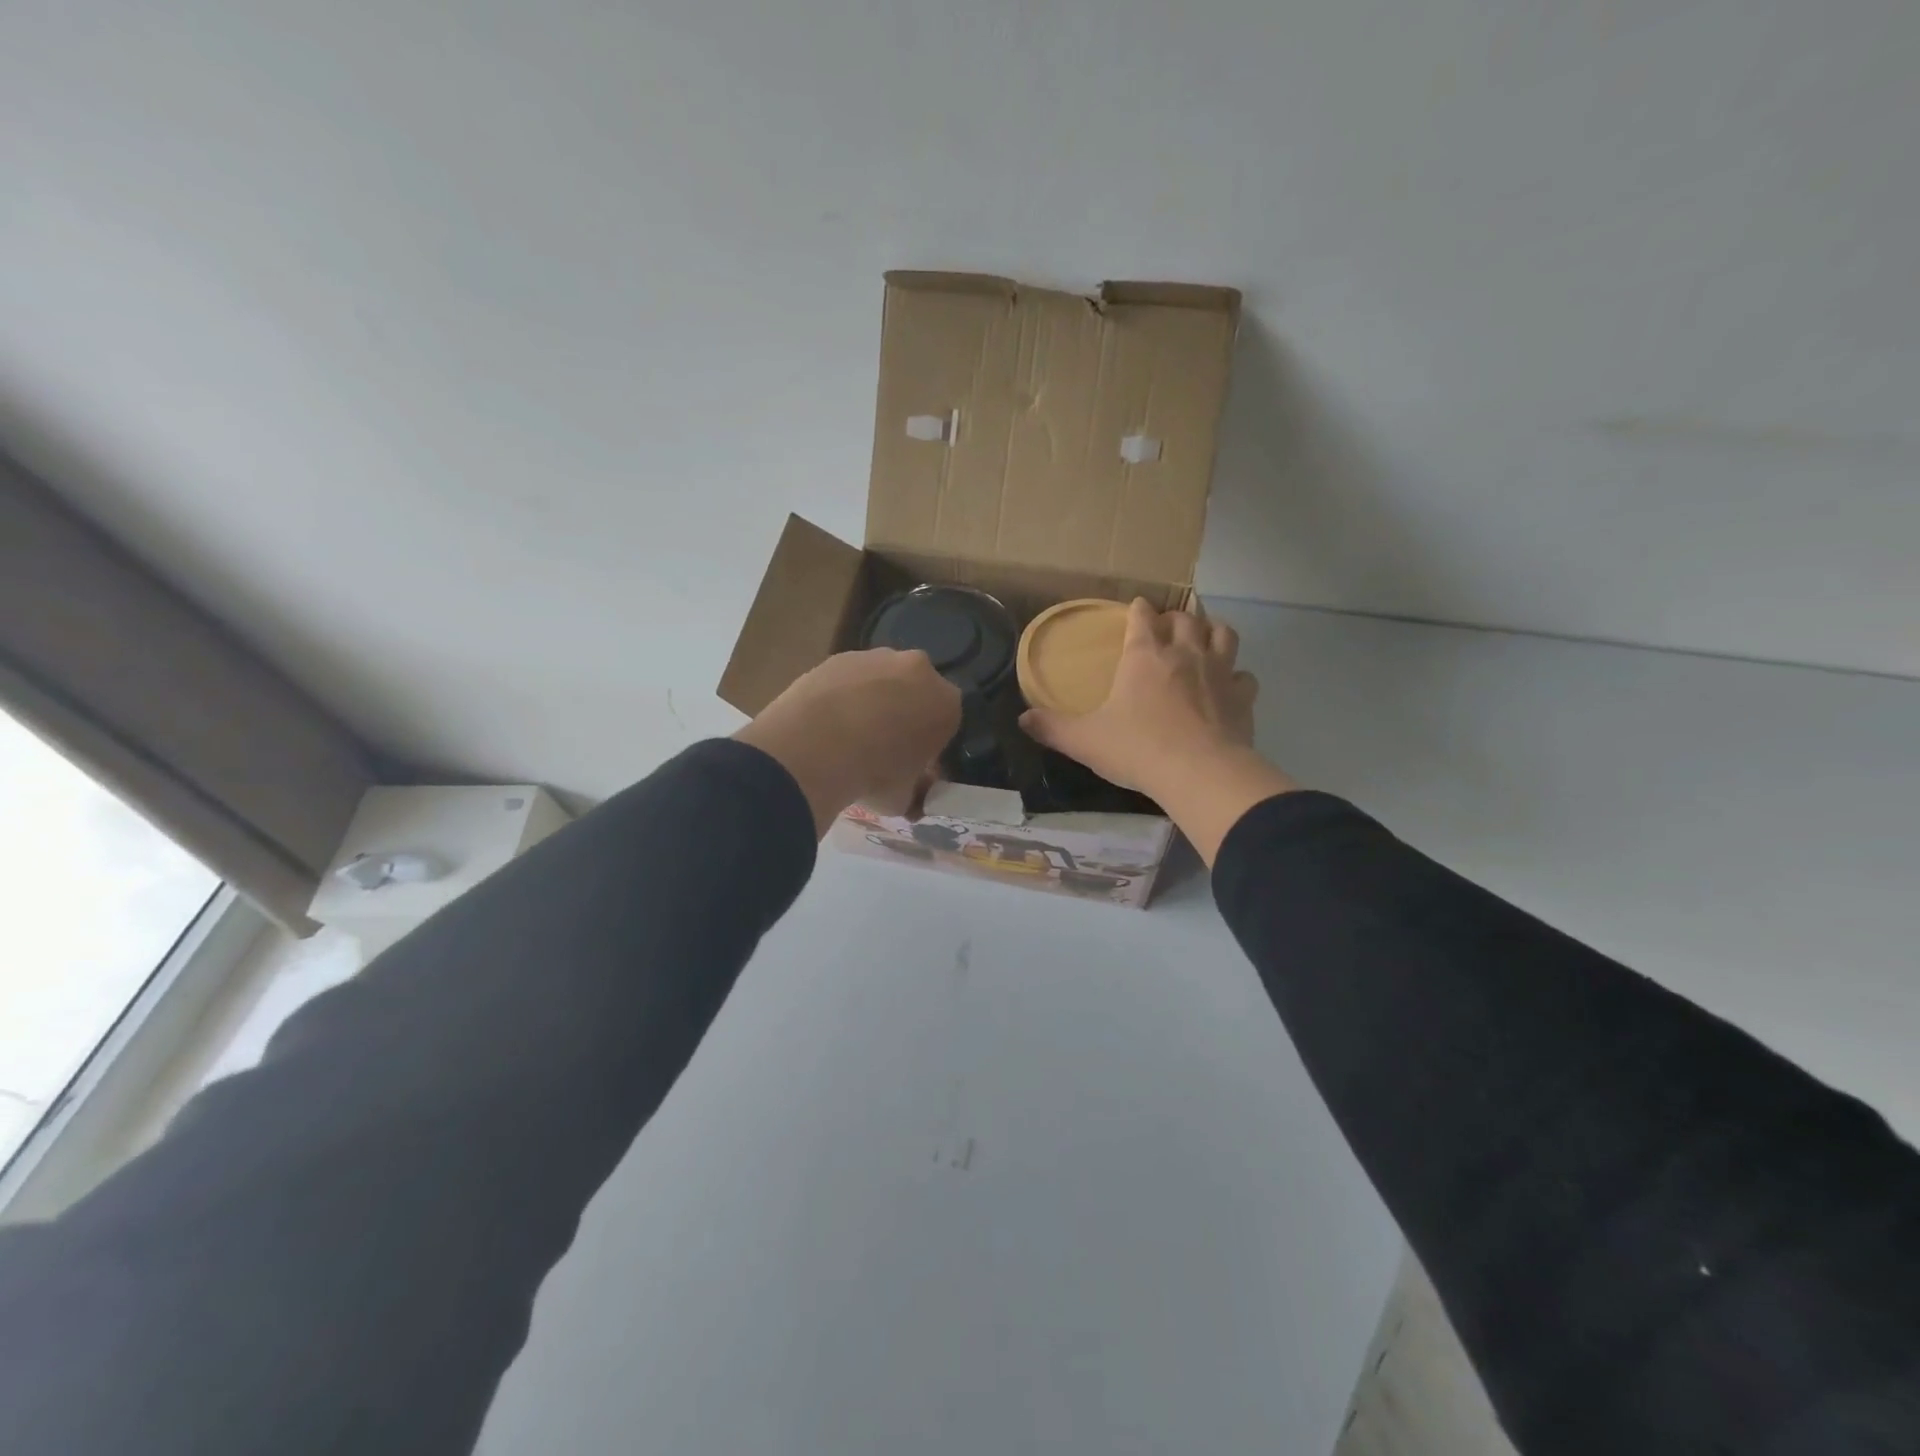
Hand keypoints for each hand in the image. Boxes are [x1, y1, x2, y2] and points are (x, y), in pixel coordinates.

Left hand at [735, 648, 960, 836]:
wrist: (815, 745)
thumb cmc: (873, 773)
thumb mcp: (904, 799)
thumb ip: (915, 792)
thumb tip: (913, 796)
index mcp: (946, 703)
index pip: (947, 723)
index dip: (930, 745)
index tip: (913, 765)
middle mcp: (919, 669)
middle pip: (916, 693)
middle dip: (904, 715)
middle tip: (882, 749)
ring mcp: (877, 658)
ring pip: (882, 681)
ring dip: (873, 702)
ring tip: (848, 737)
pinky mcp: (839, 657)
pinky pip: (849, 679)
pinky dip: (842, 696)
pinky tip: (825, 724)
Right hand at [1021, 599, 1256, 794]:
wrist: (1198, 773)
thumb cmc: (1137, 748)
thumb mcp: (1084, 740)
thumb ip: (1052, 727)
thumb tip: (1021, 719)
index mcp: (1144, 655)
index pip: (1141, 616)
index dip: (1137, 610)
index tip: (1135, 610)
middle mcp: (1184, 653)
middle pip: (1185, 618)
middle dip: (1175, 618)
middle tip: (1166, 630)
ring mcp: (1219, 672)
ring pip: (1223, 634)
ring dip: (1212, 633)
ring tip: (1203, 643)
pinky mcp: (1242, 697)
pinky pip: (1245, 676)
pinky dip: (1237, 677)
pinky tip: (1229, 688)